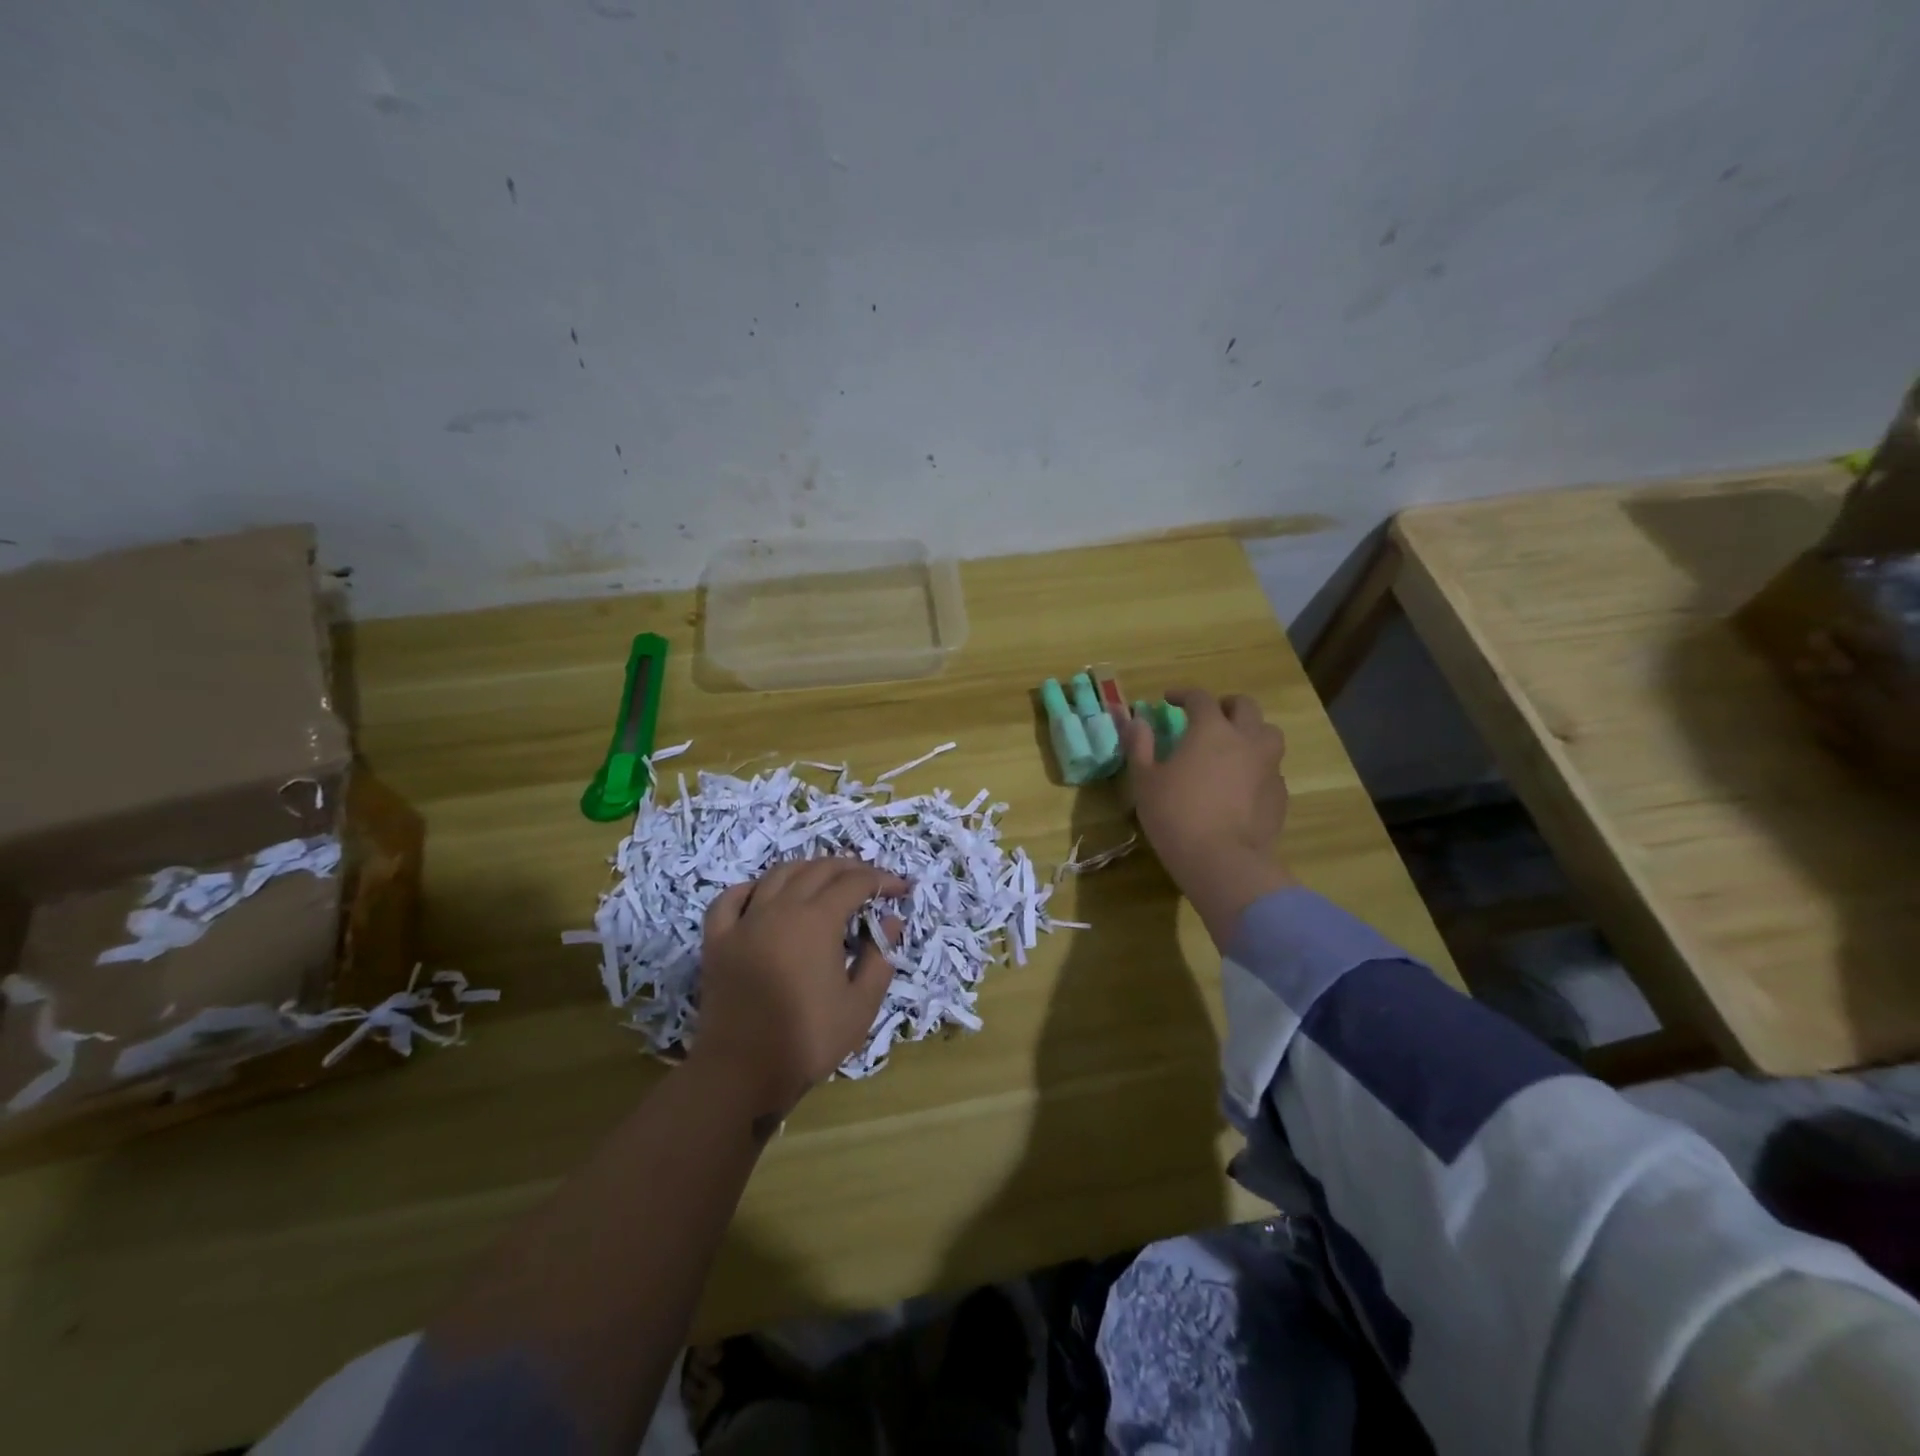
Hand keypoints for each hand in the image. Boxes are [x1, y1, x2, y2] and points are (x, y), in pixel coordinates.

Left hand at [695, 858, 906, 1111]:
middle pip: (818, 869)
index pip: (855, 882)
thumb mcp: (860, 1006)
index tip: (901, 889)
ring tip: (825, 879)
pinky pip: (731, 898)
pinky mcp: (717, 939)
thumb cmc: (808, 1040)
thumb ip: (879, 958)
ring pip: (778, 874)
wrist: (741, 1072)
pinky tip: (763, 894)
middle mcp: (780, 908)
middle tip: (871, 881)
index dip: (882, 880)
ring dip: (807, 869)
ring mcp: (744, 921)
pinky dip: (751, 888)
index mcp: (817, 920)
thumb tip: (890, 921)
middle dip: (850, 868)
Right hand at [1122, 689, 1295, 945]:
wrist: (1223, 862)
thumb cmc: (1176, 816)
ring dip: (1250, 731)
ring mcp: (1268, 766)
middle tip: (1208, 717)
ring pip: (1267, 734)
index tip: (1169, 700)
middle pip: (1244, 706)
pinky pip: (1271, 768)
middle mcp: (1246, 739)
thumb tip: (1136, 720)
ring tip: (1232, 746)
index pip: (1200, 698)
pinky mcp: (1279, 794)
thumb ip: (1140, 745)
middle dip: (1224, 705)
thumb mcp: (1145, 781)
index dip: (1183, 694)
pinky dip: (1257, 766)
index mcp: (1211, 730)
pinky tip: (1241, 783)